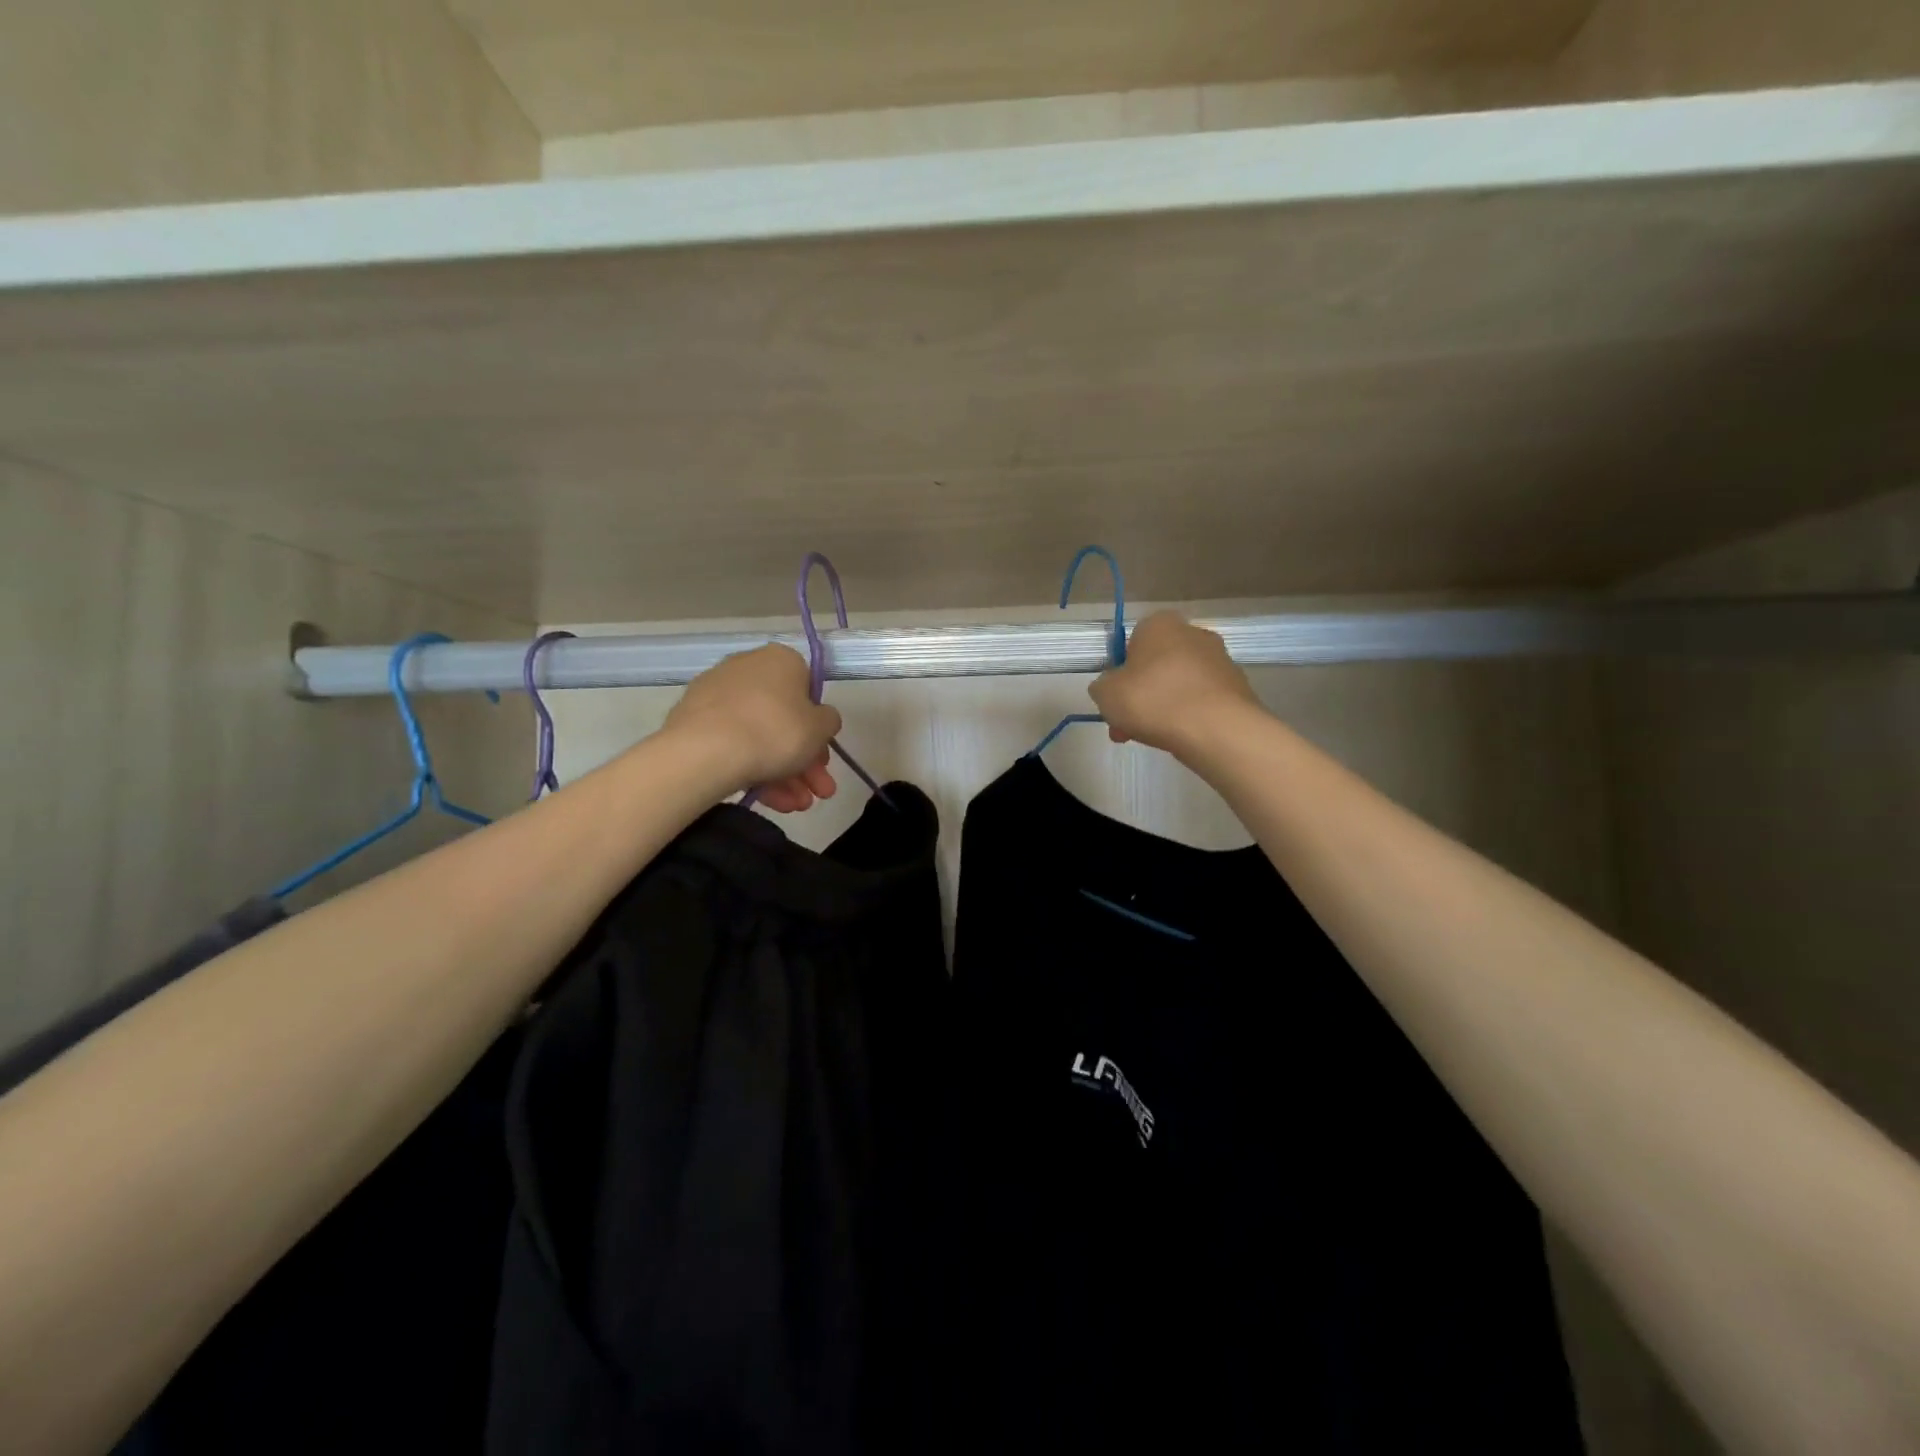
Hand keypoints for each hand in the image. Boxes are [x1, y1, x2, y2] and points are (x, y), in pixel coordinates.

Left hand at [665, 645, 842, 812]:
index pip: (808, 691)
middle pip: (783, 720)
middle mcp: (747, 668)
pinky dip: (752, 770)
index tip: (822, 759)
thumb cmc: (775, 731)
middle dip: (803, 761)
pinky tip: (769, 801)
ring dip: (783, 774)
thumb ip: (829, 721)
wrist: (705, 752)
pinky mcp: (693, 721)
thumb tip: (820, 718)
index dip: (818, 729)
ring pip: (759, 736)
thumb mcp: (821, 728)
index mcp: (781, 660)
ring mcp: (716, 694)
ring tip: (794, 806)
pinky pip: (733, 744)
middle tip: (816, 793)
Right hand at [1089, 611, 1261, 758]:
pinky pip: (1201, 700)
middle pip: (1156, 666)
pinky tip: (1179, 737)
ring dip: (1162, 707)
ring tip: (1150, 738)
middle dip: (1139, 695)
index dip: (1120, 673)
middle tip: (1126, 726)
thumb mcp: (1106, 694)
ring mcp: (1220, 660)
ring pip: (1178, 685)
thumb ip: (1102, 686)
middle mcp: (1193, 633)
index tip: (1115, 700)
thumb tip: (1111, 687)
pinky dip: (1188, 715)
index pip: (1131, 643)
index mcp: (1160, 624)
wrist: (1216, 729)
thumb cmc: (1153, 700)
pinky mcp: (1236, 686)